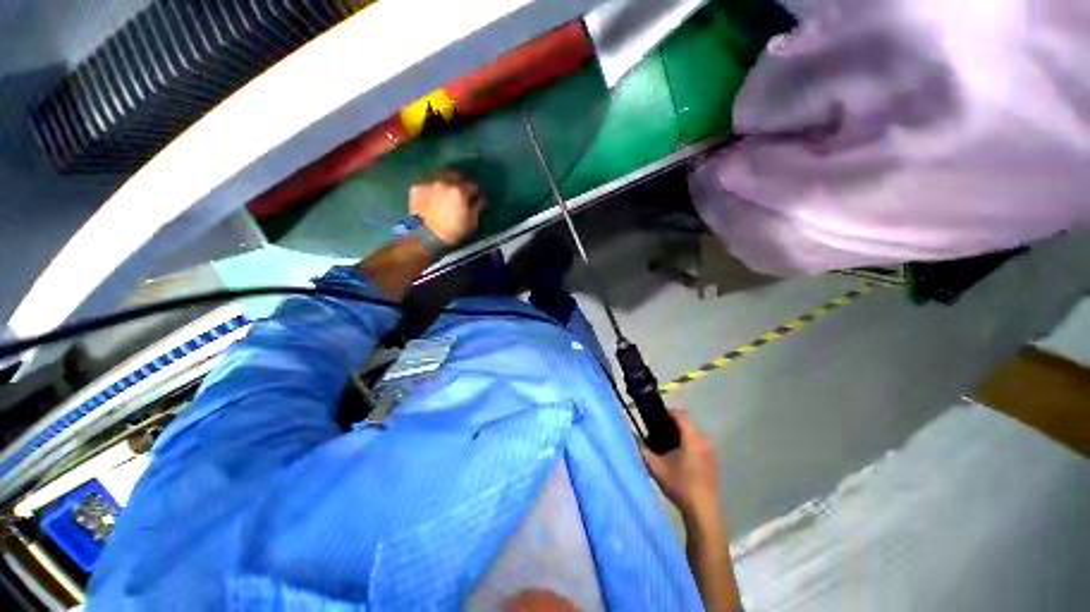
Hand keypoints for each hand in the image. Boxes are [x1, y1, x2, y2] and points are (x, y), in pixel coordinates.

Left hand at [408, 170, 484, 245]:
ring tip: (447, 190)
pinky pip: (427, 184)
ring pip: (440, 176)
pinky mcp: (417, 187)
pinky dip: (432, 188)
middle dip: (461, 182)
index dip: (476, 191)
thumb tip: (483, 198)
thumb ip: (478, 206)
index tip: (476, 195)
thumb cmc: (453, 231)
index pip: (473, 185)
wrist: (426, 236)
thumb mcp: (471, 221)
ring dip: (446, 181)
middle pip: (456, 176)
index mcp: (460, 190)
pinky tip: (433, 196)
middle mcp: (445, 182)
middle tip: (462, 190)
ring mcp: (429, 183)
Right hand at [641, 410, 721, 523]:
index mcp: (692, 438)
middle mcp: (704, 441)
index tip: (652, 417)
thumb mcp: (655, 466)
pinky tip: (676, 458)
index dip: (666, 412)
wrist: (702, 511)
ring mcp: (710, 451)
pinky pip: (697, 444)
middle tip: (654, 432)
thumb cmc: (679, 485)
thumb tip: (630, 434)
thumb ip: (641, 448)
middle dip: (670, 424)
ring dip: (678, 435)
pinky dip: (686, 444)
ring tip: (663, 445)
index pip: (680, 414)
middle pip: (685, 423)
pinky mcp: (712, 461)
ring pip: (691, 434)